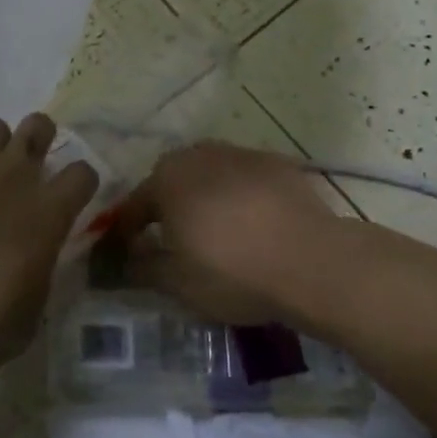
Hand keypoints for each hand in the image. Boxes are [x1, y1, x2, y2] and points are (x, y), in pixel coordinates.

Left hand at [0, 113, 98, 388]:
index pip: (82, 172)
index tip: (69, 201)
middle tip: (26, 173)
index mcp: (45, 212)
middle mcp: (10, 176)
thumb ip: (38, 272)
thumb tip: (33, 258)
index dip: (79, 184)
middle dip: (39, 141)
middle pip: (39, 126)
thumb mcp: (25, 318)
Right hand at [103, 142, 335, 324]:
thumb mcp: (177, 283)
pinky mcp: (276, 163)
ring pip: (209, 174)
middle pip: (172, 180)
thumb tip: (125, 259)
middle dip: (167, 207)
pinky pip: (244, 177)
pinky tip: (253, 222)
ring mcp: (240, 153)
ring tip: (216, 231)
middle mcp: (199, 155)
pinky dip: (240, 195)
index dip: (127, 231)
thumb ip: (142, 267)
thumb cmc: (233, 272)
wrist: (311, 261)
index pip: (134, 205)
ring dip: (204, 196)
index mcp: (167, 179)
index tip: (127, 254)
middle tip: (173, 241)